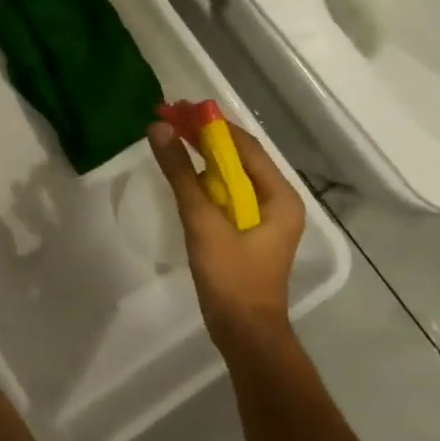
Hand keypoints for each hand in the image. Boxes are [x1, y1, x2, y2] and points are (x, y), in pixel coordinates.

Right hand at [148, 119, 304, 351]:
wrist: (244, 333)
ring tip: (169, 137)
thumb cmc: (231, 277)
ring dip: (200, 156)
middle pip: (238, 157)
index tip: (178, 107)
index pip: (244, 146)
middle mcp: (277, 201)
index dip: (210, 124)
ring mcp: (262, 218)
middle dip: (203, 137)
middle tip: (167, 117)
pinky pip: (225, 193)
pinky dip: (202, 178)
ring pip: (230, 175)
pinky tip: (181, 172)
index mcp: (280, 196)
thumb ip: (181, 174)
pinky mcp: (246, 231)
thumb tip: (160, 129)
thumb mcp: (203, 221)